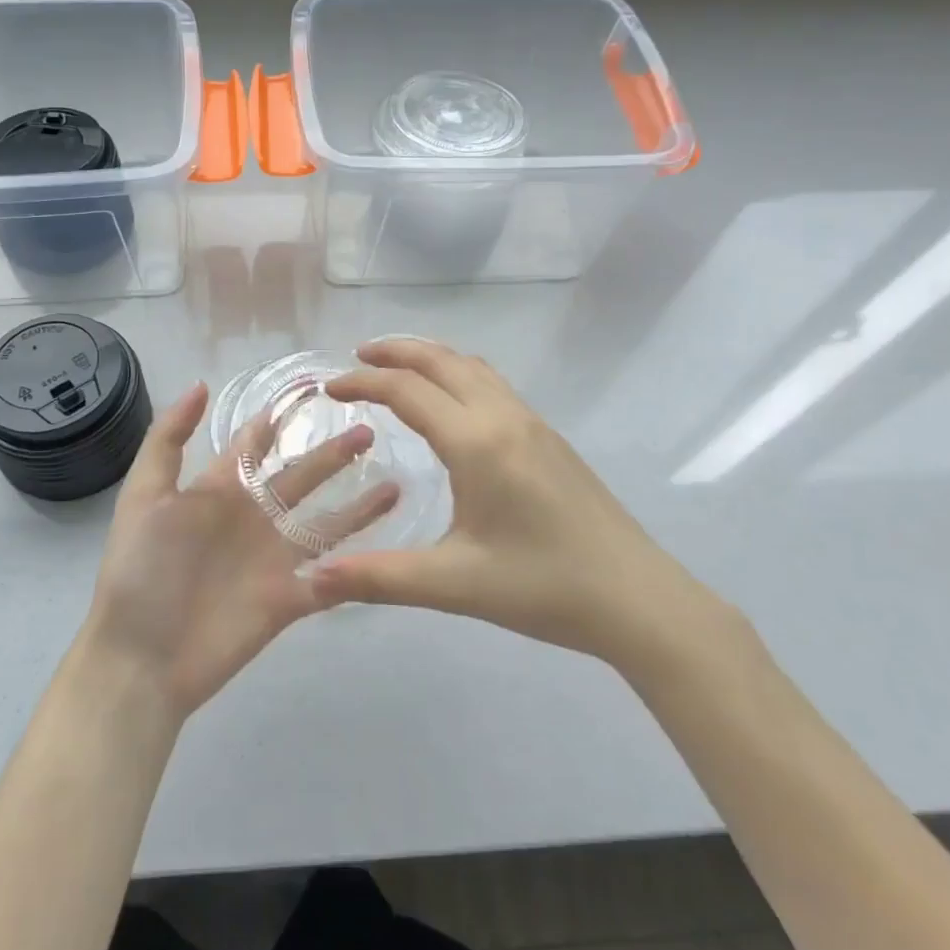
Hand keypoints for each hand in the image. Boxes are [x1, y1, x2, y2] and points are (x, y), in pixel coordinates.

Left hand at [83, 382, 399, 722]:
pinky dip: (358, 568)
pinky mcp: (288, 600)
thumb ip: (168, 440)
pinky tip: (390, 552)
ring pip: (326, 525)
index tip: (315, 389)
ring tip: (394, 482)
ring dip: (358, 506)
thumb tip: (201, 384)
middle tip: (369, 429)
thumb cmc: (140, 572)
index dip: (280, 417)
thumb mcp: (144, 496)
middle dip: (333, 454)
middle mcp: (253, 518)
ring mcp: (273, 559)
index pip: (257, 443)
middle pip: (302, 477)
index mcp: (220, 490)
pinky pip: (332, 580)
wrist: (140, 659)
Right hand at [316, 339, 720, 675]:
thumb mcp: (455, 584)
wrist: (638, 597)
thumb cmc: (544, 586)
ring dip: (429, 357)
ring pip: (472, 366)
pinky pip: (493, 383)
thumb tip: (312, 578)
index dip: (362, 382)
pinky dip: (457, 373)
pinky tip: (452, 404)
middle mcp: (503, 416)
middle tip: (355, 359)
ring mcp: (532, 422)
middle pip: (441, 360)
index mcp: (476, 441)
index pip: (407, 390)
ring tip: (397, 370)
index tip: (329, 389)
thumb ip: (379, 577)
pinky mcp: (549, 436)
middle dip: (395, 351)